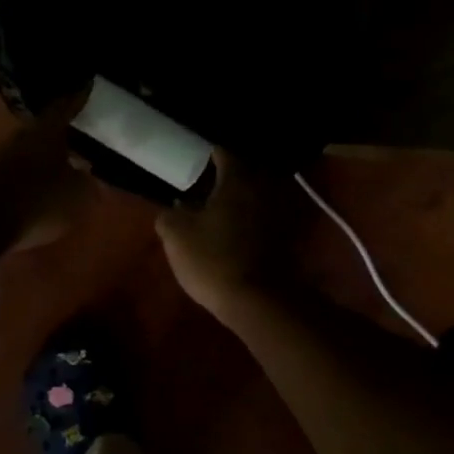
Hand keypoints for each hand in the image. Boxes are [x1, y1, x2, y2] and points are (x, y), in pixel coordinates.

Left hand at [0, 95, 96, 252]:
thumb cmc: (39, 199)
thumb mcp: (78, 194)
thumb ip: (88, 183)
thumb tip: (90, 175)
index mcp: (47, 130)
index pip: (66, 106)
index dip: (78, 98)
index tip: (87, 86)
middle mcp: (23, 136)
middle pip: (46, 128)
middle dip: (63, 132)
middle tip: (81, 131)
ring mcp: (4, 157)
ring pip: (32, 150)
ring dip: (48, 155)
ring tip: (67, 162)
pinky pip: (21, 171)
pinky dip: (35, 175)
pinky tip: (46, 185)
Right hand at [155, 152, 302, 320]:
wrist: (258, 300)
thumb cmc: (213, 259)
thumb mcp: (176, 235)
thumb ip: (170, 215)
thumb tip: (174, 208)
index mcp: (236, 180)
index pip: (223, 153)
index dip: (207, 155)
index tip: (194, 161)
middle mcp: (261, 189)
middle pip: (243, 173)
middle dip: (224, 177)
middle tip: (202, 185)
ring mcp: (276, 214)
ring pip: (253, 196)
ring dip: (237, 200)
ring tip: (215, 209)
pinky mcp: (283, 238)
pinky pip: (261, 218)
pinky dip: (247, 220)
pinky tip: (230, 232)